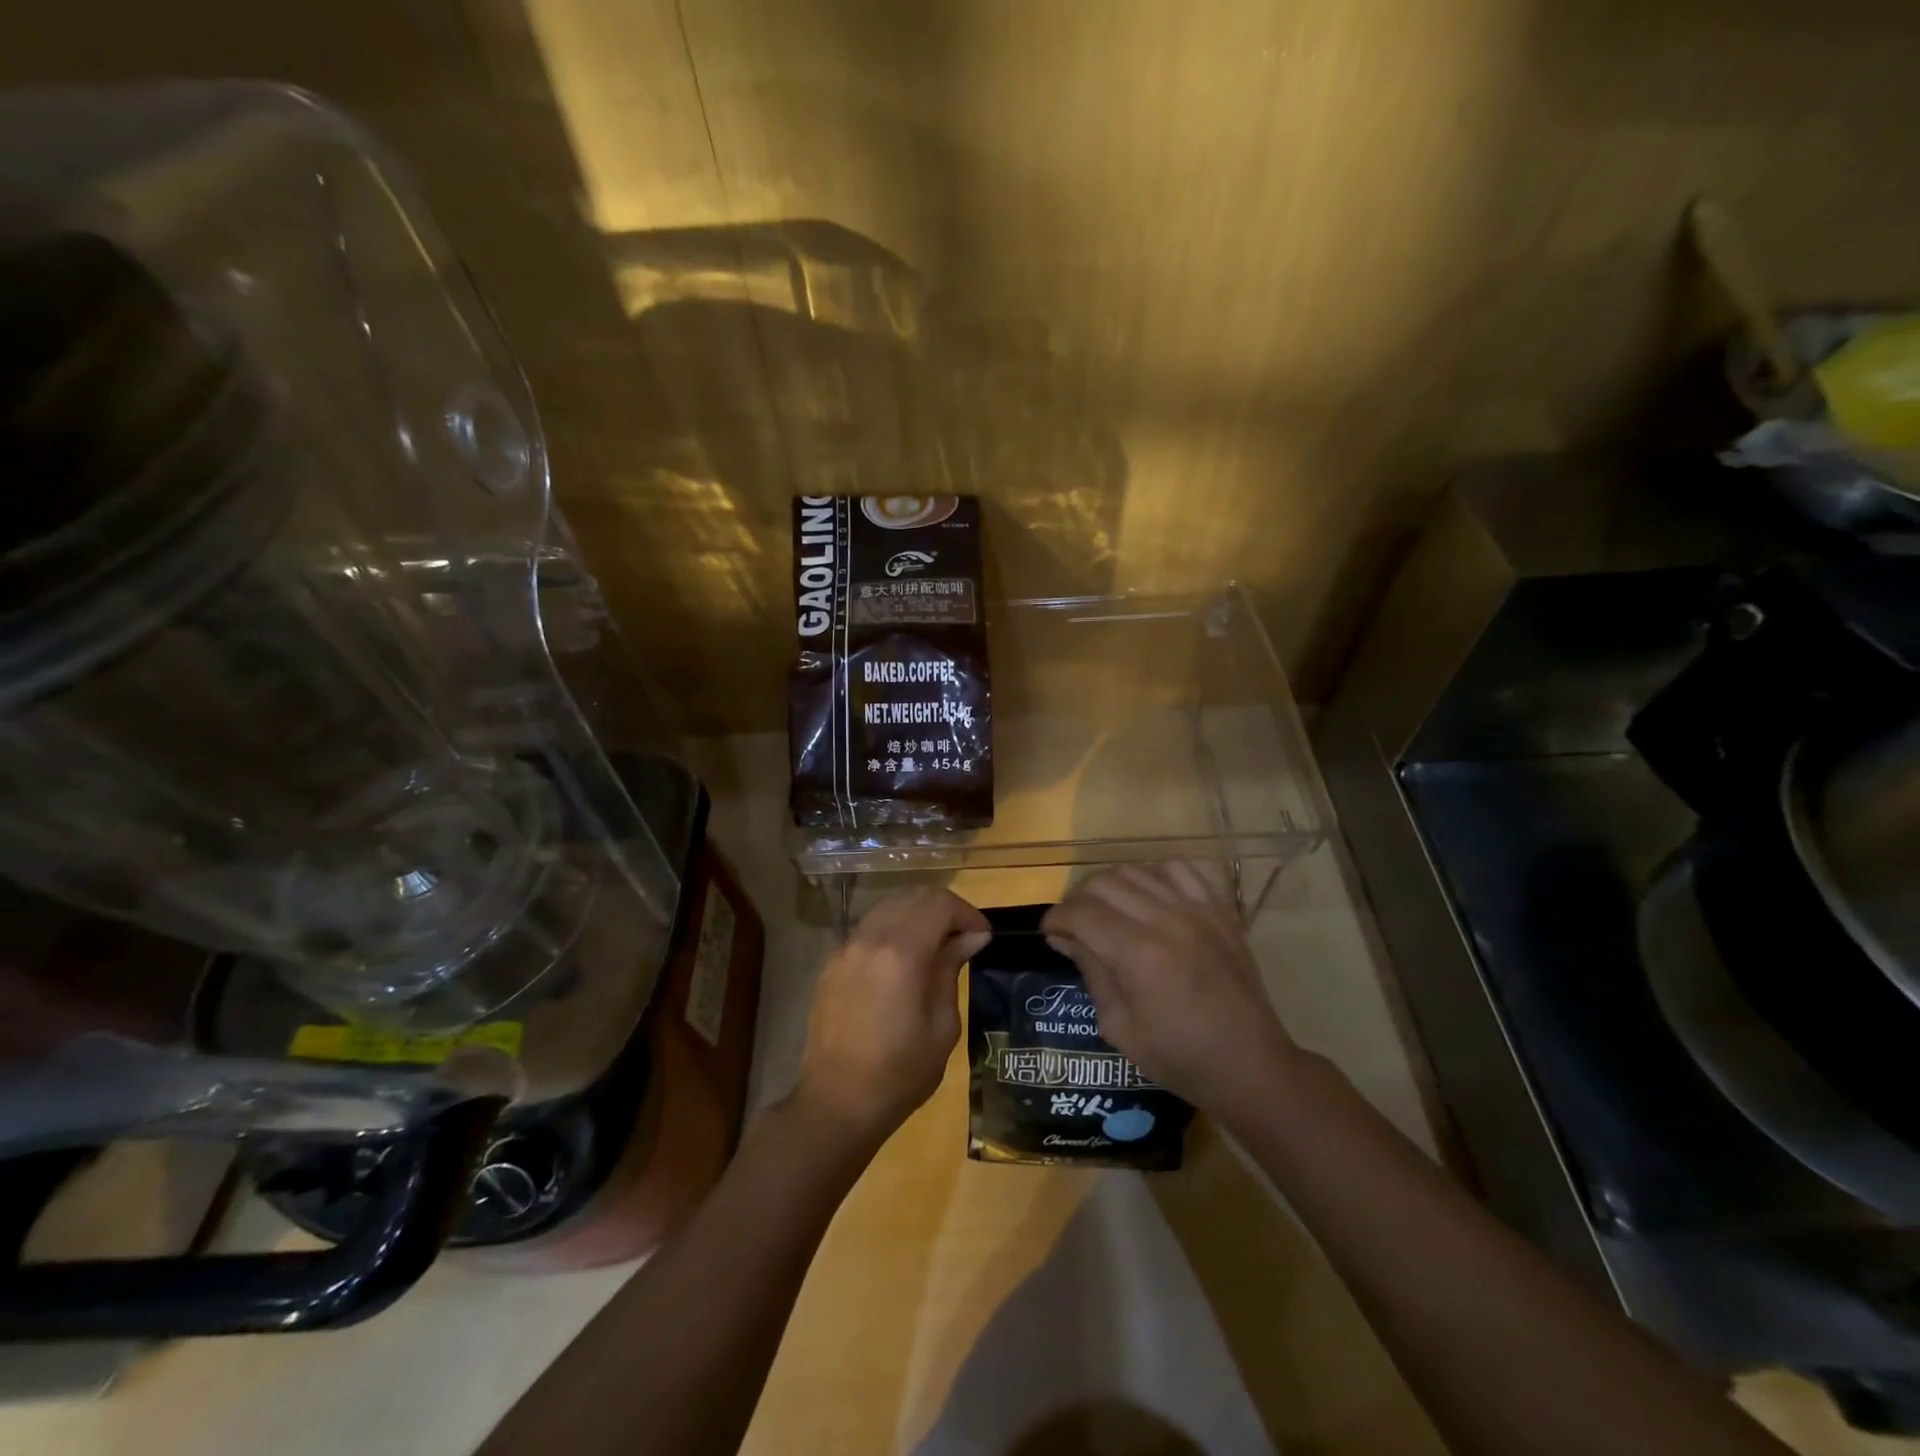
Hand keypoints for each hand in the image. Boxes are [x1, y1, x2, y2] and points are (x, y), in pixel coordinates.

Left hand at [793, 888, 991, 1149]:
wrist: (836, 1103)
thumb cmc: (899, 1073)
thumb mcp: (942, 1026)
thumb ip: (951, 970)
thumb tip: (969, 938)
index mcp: (901, 953)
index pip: (939, 904)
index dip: (967, 914)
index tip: (983, 937)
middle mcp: (869, 938)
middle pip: (913, 897)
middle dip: (945, 910)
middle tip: (965, 939)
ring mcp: (846, 948)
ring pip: (888, 907)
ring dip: (918, 916)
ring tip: (937, 947)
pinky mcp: (833, 962)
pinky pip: (869, 928)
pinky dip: (894, 929)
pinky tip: (905, 960)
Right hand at [1042, 863, 1299, 1116]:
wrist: (1250, 1064)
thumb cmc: (1179, 1057)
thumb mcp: (1119, 1027)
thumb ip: (1092, 973)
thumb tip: (1064, 938)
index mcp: (1139, 954)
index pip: (1081, 913)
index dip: (1056, 919)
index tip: (1050, 933)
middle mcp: (1166, 920)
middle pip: (1104, 883)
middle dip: (1078, 900)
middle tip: (1075, 925)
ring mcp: (1197, 909)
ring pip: (1137, 869)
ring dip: (1112, 885)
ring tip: (1108, 910)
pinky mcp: (1220, 909)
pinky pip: (1181, 868)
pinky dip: (1156, 874)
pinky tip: (1150, 897)